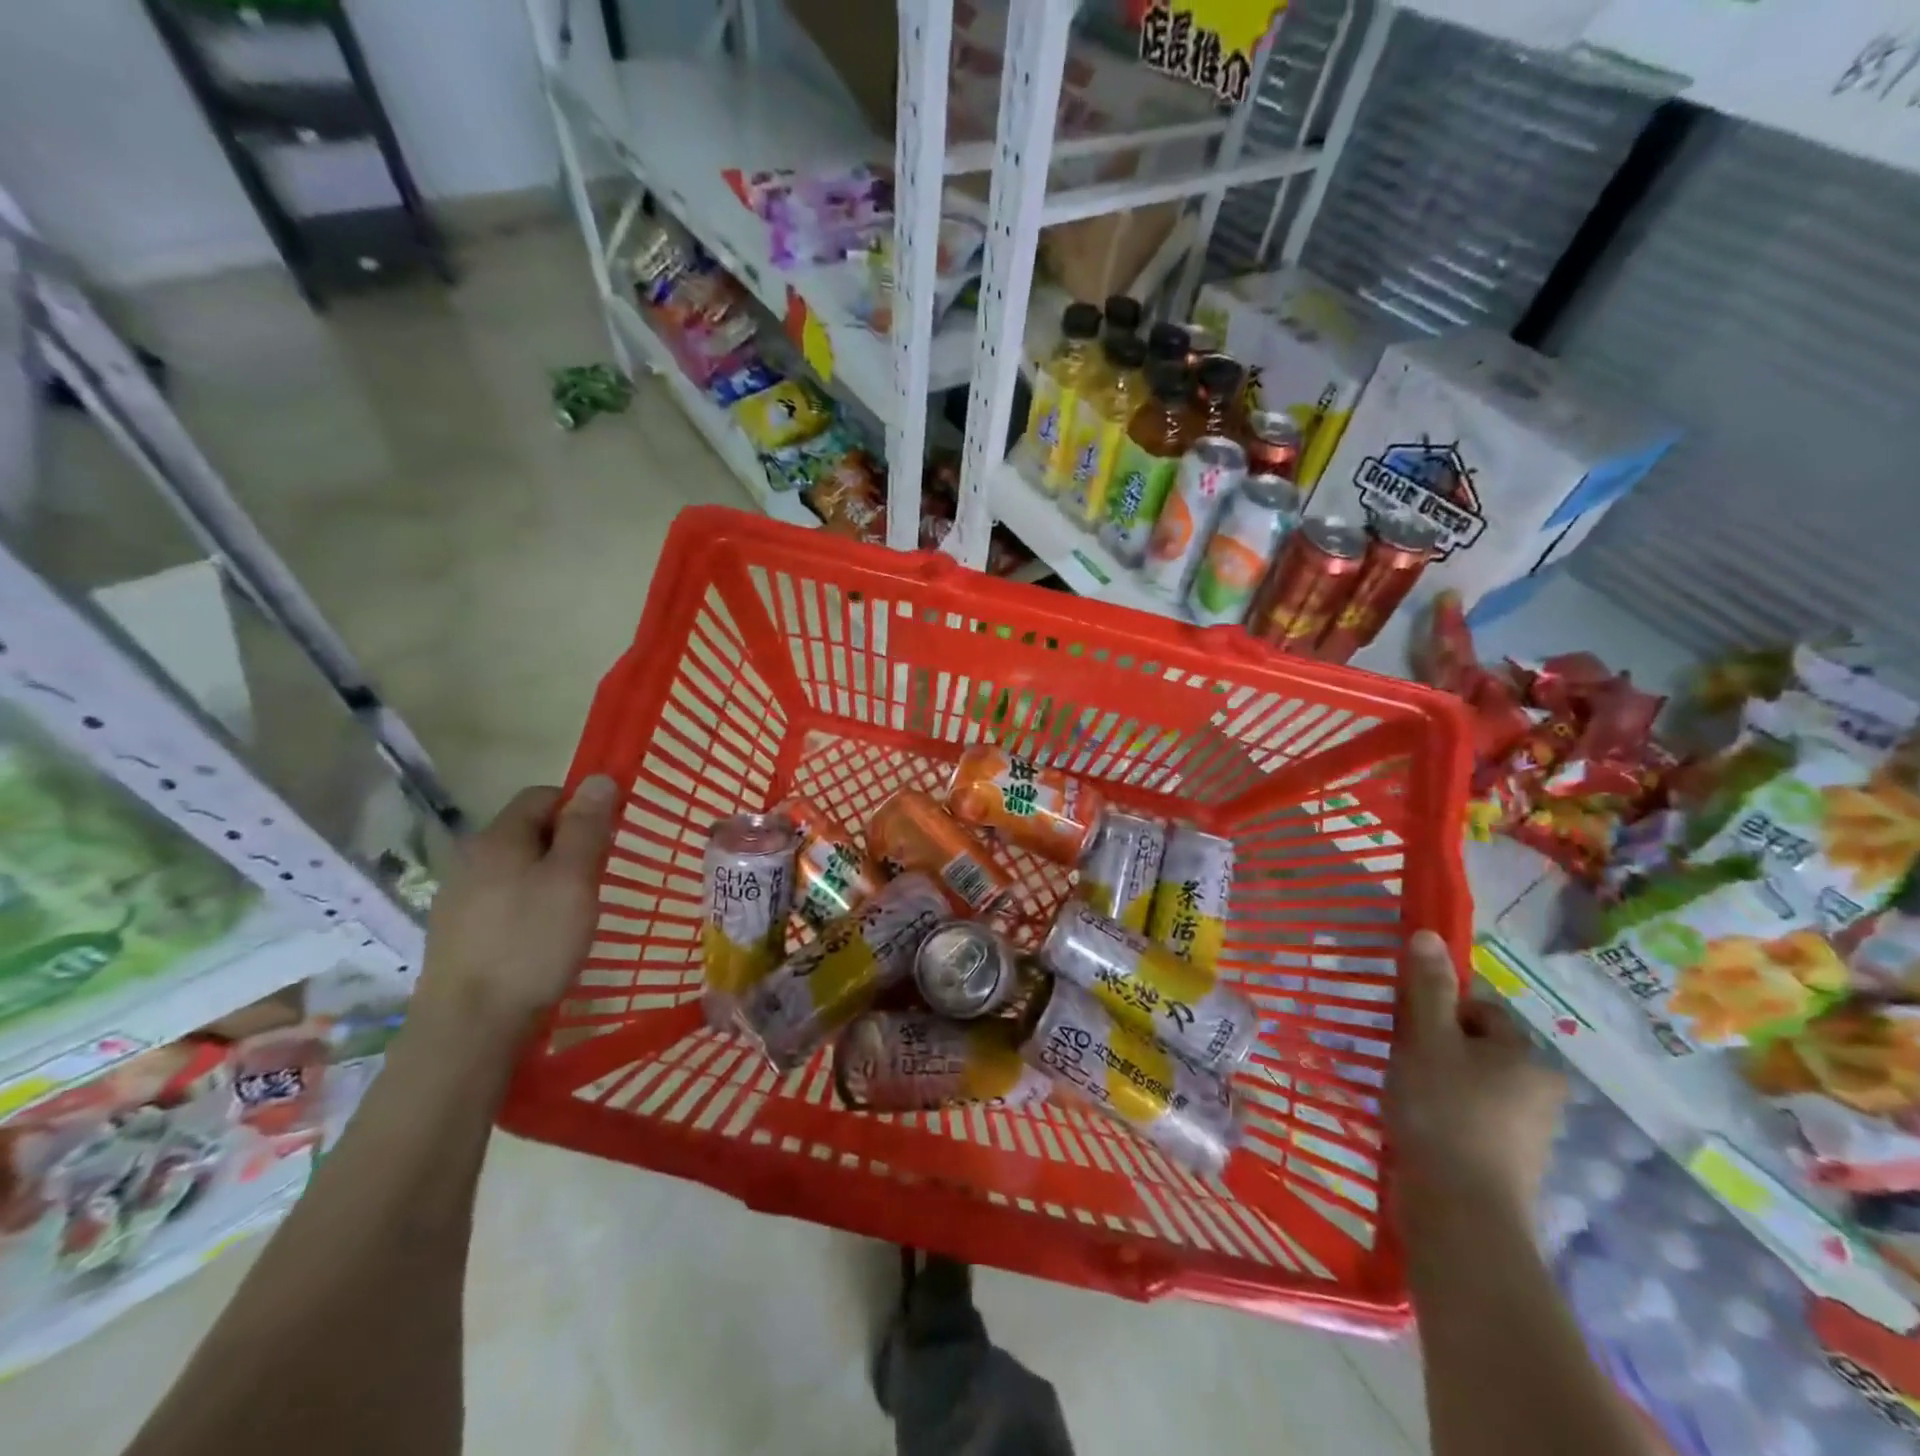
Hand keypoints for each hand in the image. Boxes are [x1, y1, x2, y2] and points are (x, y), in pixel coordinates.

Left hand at [413, 777, 617, 1038]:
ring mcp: (460, 900)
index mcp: (498, 839)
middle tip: (598, 877)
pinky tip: (544, 939)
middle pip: (529, 832)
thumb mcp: (573, 879)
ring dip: (551, 878)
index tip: (608, 838)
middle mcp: (471, 860)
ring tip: (576, 911)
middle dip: (569, 844)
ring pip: (518, 869)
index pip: (542, 796)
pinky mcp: (459, 935)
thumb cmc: (531, 943)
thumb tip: (598, 778)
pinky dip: (531, 907)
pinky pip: (504, 901)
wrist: (469, 1027)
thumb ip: (587, 827)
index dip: (580, 806)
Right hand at [1386, 930, 1564, 1240]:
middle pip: (1475, 1047)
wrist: (1461, 1215)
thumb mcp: (1426, 1039)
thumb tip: (1429, 934)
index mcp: (1527, 1058)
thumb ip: (1427, 988)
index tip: (1406, 1028)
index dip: (1438, 1010)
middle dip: (1435, 1047)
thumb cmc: (1443, 1113)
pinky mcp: (1507, 1165)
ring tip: (1402, 1095)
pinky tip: (1415, 1126)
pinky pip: (1469, 1119)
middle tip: (1400, 1060)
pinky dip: (1442, 1115)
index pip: (1480, 1010)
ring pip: (1470, 1083)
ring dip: (1435, 1081)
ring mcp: (1527, 1133)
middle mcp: (1539, 1091)